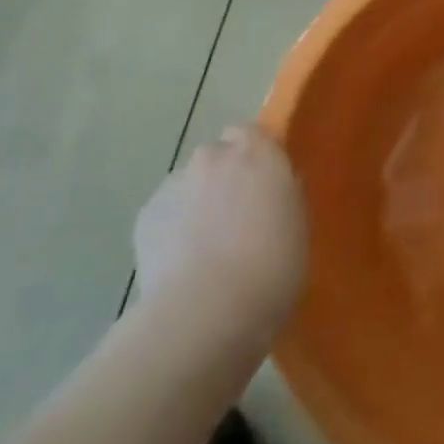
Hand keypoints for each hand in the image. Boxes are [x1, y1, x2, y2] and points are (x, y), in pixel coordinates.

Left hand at [133, 125, 306, 333]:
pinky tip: (183, 265)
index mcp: (258, 153)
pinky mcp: (145, 215)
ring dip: (196, 204)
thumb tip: (272, 192)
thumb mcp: (298, 226)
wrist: (207, 309)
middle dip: (223, 179)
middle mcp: (213, 157)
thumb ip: (283, 197)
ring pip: (188, 185)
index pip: (250, 133)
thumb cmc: (272, 266)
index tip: (262, 184)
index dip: (253, 156)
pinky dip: (172, 230)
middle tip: (236, 218)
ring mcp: (175, 184)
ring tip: (206, 250)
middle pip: (216, 157)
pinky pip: (165, 214)